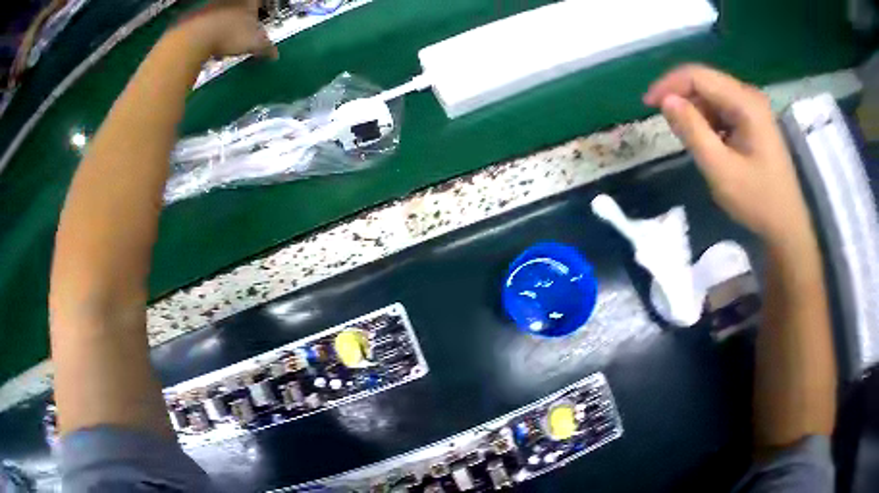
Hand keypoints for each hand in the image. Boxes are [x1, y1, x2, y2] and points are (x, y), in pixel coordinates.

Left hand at [173, 0, 277, 59]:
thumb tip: (275, 55)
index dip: (260, 7)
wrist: (196, 37)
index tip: (261, 12)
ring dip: (224, 21)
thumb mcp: (255, 43)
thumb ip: (266, 47)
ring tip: (225, 37)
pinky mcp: (195, 17)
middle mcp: (231, 0)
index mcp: (249, 1)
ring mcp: (211, 7)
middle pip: (239, 4)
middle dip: (241, 14)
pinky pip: (205, 21)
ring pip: (221, 11)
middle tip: (243, 25)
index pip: (258, 2)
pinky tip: (209, 42)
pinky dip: (208, 30)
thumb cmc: (231, 34)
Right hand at [643, 65, 810, 243]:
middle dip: (681, 99)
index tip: (648, 105)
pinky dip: (708, 121)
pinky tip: (708, 143)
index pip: (697, 76)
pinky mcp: (754, 120)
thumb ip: (692, 131)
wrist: (787, 225)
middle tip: (668, 127)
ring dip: (695, 113)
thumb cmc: (757, 201)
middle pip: (705, 82)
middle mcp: (749, 96)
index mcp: (745, 102)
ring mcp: (753, 107)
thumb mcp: (721, 170)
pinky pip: (722, 109)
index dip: (669, 85)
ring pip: (712, 96)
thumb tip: (666, 100)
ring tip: (690, 141)